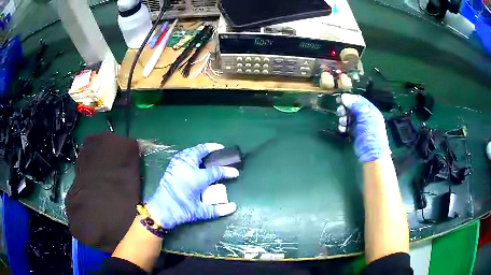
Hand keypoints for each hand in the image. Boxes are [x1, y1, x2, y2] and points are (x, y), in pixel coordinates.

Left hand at [145, 143, 238, 228]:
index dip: (227, 171)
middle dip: (212, 148)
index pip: (216, 171)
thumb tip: (233, 207)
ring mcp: (177, 164)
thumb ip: (217, 209)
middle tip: (220, 148)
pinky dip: (191, 152)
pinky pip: (183, 154)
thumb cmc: (181, 210)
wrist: (161, 209)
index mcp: (196, 178)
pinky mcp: (171, 166)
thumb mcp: (200, 212)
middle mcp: (187, 167)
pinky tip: (194, 156)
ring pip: (191, 150)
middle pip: (200, 151)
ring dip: (201, 149)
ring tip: (208, 151)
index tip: (235, 172)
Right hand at [337, 94, 390, 162]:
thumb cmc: (371, 133)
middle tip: (339, 112)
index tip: (340, 99)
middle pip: (352, 108)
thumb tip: (344, 96)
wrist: (372, 154)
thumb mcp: (365, 116)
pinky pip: (347, 126)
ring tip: (342, 123)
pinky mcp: (355, 133)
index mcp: (370, 110)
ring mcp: (360, 125)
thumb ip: (355, 105)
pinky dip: (343, 127)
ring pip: (348, 117)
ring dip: (343, 118)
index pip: (359, 100)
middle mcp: (365, 116)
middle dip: (345, 109)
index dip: (350, 98)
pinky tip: (342, 129)